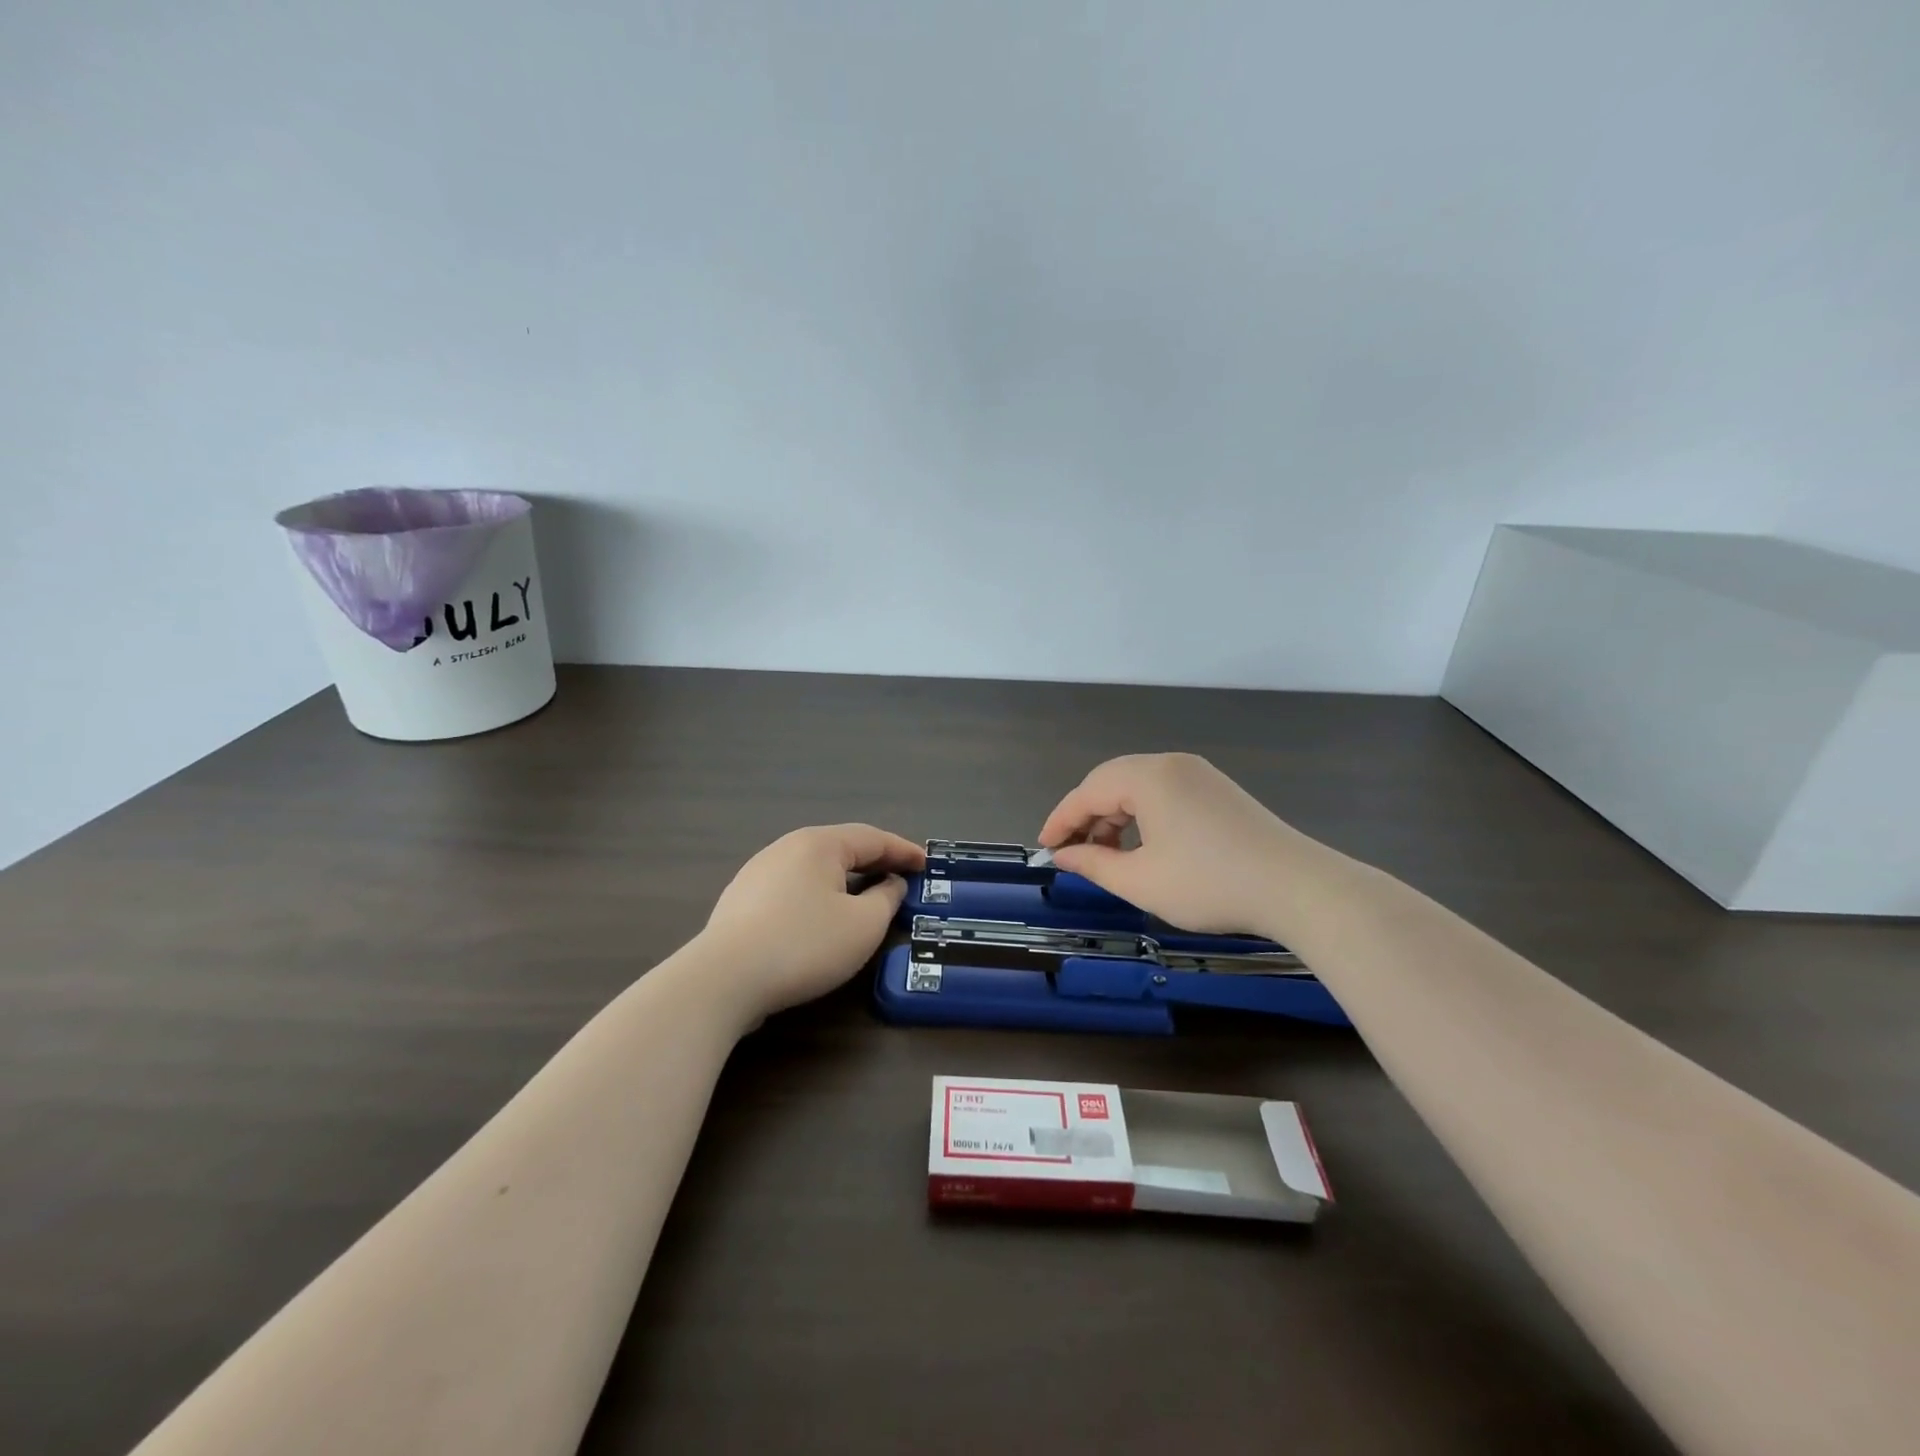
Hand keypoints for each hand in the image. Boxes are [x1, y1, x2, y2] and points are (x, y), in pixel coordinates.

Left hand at [699, 824, 924, 1019]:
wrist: (723, 979)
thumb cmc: (804, 944)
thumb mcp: (863, 925)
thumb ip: (886, 898)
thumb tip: (890, 883)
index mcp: (819, 844)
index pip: (872, 838)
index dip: (903, 851)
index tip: (927, 863)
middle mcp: (787, 848)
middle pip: (841, 848)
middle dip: (874, 862)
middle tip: (901, 877)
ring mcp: (758, 872)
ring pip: (815, 869)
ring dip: (845, 879)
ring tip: (865, 896)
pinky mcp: (741, 901)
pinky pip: (793, 888)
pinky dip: (819, 895)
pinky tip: (822, 917)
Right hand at [1039, 753, 1305, 935]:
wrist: (1297, 888)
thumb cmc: (1209, 884)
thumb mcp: (1140, 881)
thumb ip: (1093, 864)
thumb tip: (1063, 855)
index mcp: (1148, 776)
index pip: (1087, 791)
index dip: (1061, 820)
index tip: (1044, 848)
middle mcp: (1171, 763)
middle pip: (1111, 782)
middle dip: (1087, 817)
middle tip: (1073, 854)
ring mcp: (1198, 774)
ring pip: (1138, 787)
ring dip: (1115, 818)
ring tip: (1107, 856)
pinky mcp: (1217, 790)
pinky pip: (1164, 793)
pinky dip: (1143, 816)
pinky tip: (1143, 847)